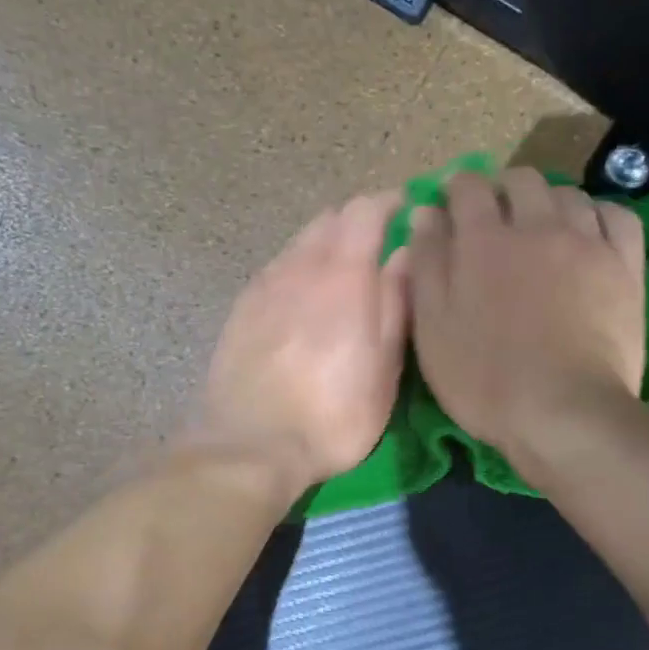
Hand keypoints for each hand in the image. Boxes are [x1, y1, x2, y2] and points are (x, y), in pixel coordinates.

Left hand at [195, 191, 409, 492]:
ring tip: (341, 277)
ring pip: (299, 244)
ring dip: (324, 246)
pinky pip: (276, 271)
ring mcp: (264, 286)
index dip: (390, 203)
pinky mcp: (240, 309)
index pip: (365, 210)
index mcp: (344, 274)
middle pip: (329, 220)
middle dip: (357, 224)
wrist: (250, 445)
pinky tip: (302, 302)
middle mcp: (300, 266)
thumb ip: (397, 303)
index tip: (408, 211)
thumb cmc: (334, 414)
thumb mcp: (385, 367)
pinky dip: (297, 270)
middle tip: (379, 249)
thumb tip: (406, 254)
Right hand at [408, 167, 644, 463]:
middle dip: (502, 190)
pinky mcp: (624, 266)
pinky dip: (599, 214)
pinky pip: (617, 216)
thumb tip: (426, 212)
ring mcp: (587, 242)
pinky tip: (589, 233)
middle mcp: (536, 226)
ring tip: (542, 229)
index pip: (468, 186)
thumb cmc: (485, 379)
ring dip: (548, 202)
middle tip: (495, 220)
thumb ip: (426, 266)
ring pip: (568, 194)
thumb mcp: (433, 329)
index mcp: (483, 241)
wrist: (563, 412)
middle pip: (521, 180)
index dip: (456, 189)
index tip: (451, 207)